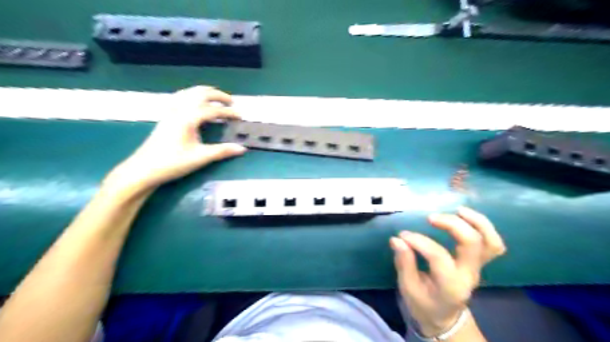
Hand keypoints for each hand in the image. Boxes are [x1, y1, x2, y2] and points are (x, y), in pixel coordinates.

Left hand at [105, 85, 245, 191]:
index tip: (240, 117)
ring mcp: (170, 112)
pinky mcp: (166, 116)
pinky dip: (192, 95)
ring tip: (216, 98)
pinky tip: (195, 103)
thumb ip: (222, 151)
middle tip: (231, 102)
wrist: (143, 169)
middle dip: (217, 95)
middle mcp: (179, 110)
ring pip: (188, 93)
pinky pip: (180, 98)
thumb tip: (242, 148)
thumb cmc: (172, 163)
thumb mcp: (200, 157)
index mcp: (188, 118)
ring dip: (204, 93)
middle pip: (200, 94)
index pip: (213, 110)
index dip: (228, 112)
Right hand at [388, 207, 508, 335]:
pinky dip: (482, 227)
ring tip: (457, 210)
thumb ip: (404, 263)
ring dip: (476, 222)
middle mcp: (469, 275)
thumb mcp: (408, 288)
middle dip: (452, 224)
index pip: (439, 256)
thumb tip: (396, 239)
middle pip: (472, 243)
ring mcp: (478, 268)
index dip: (419, 241)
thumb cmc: (424, 304)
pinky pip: (492, 243)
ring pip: (491, 242)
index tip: (402, 235)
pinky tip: (464, 216)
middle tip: (430, 218)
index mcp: (450, 285)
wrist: (445, 317)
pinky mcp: (479, 262)